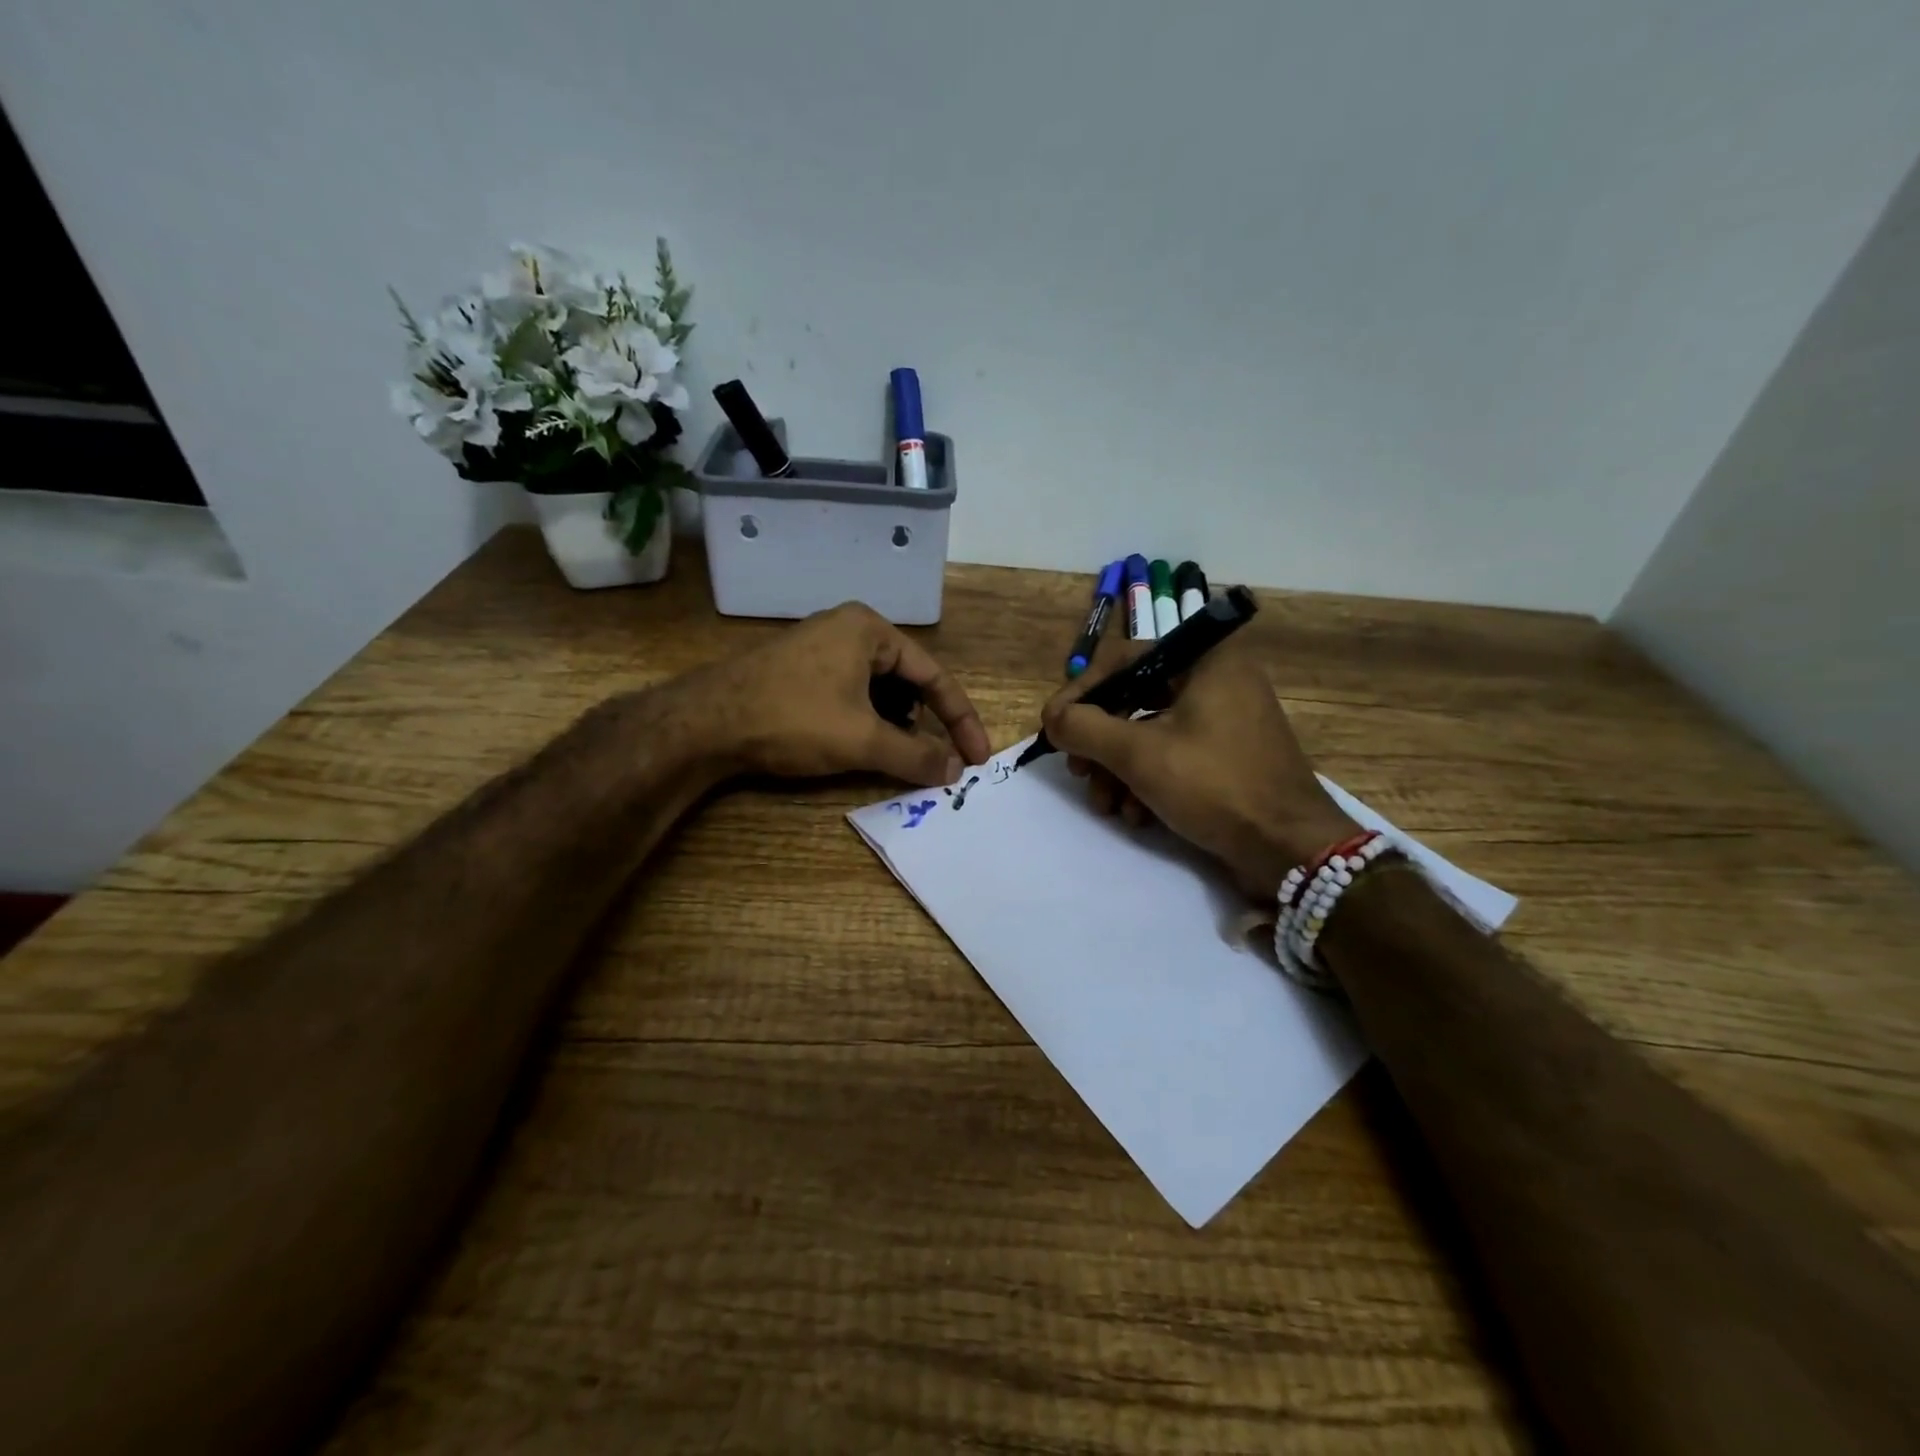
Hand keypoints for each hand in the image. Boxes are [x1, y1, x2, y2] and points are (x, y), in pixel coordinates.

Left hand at [674, 603, 990, 785]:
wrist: (704, 723)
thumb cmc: (793, 719)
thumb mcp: (863, 740)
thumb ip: (916, 755)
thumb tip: (955, 771)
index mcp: (870, 629)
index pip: (934, 676)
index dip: (960, 720)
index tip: (977, 758)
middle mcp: (847, 629)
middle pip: (906, 680)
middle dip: (924, 721)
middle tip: (936, 758)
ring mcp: (819, 647)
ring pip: (877, 689)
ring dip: (894, 724)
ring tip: (896, 754)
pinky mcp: (798, 670)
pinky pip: (850, 693)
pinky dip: (866, 720)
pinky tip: (859, 744)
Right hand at [1040, 635, 1358, 899]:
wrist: (1290, 849)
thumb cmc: (1215, 786)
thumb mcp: (1139, 754)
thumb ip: (1085, 728)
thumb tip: (1052, 719)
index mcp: (1204, 660)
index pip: (1122, 660)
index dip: (1079, 694)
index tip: (1053, 729)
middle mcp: (1217, 680)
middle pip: (1133, 700)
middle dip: (1099, 743)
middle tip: (1079, 771)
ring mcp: (1225, 720)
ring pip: (1149, 733)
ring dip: (1118, 770)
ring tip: (1107, 805)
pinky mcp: (1228, 756)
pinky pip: (1173, 755)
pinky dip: (1147, 782)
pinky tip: (1137, 816)